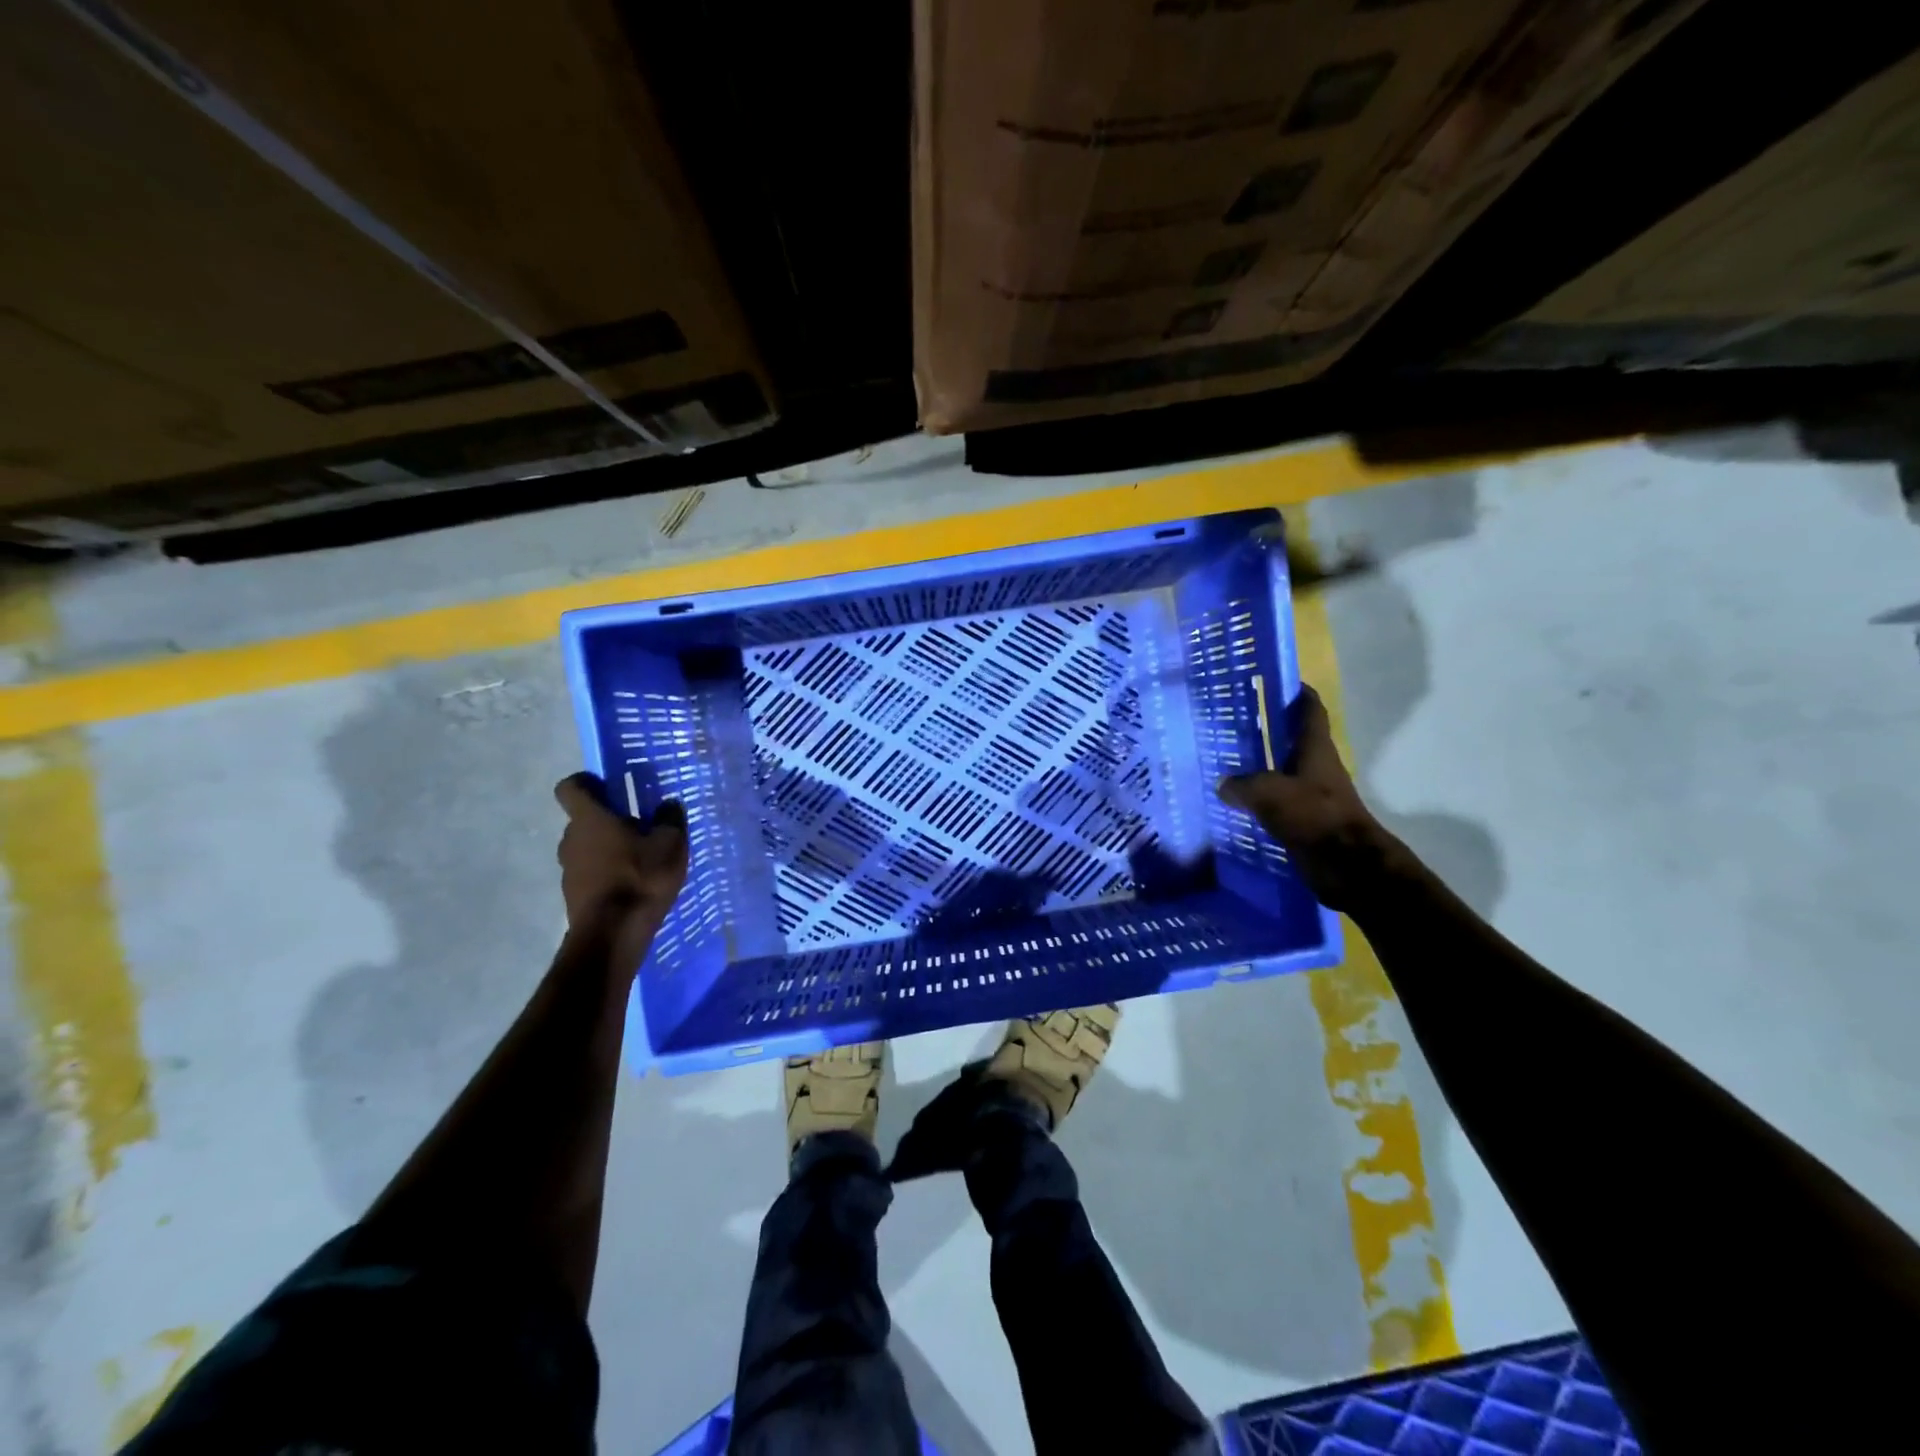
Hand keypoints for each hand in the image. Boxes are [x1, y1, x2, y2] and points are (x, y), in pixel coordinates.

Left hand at [554, 774, 687, 960]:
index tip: (608, 787)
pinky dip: (606, 874)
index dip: (586, 782)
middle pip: (583, 820)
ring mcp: (568, 869)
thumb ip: (670, 819)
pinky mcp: (573, 895)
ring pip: (587, 848)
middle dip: (607, 820)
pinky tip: (633, 886)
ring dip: (607, 849)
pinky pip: (590, 873)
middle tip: (639, 827)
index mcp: (590, 819)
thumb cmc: (641, 879)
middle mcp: (571, 839)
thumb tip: (668, 804)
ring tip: (640, 860)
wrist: (612, 936)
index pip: (570, 787)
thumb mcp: (670, 844)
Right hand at [1216, 685, 1403, 912]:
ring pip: (1283, 771)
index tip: (1277, 681)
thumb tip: (1223, 784)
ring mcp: (1313, 794)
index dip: (1297, 692)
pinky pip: (1278, 801)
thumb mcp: (1269, 793)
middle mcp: (1316, 766)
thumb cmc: (1313, 816)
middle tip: (1236, 721)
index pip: (1310, 710)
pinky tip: (1235, 801)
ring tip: (1227, 760)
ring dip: (1262, 765)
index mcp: (1315, 749)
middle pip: (1293, 740)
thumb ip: (1242, 785)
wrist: (1347, 865)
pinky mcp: (1306, 820)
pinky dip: (1260, 798)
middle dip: (1269, 729)